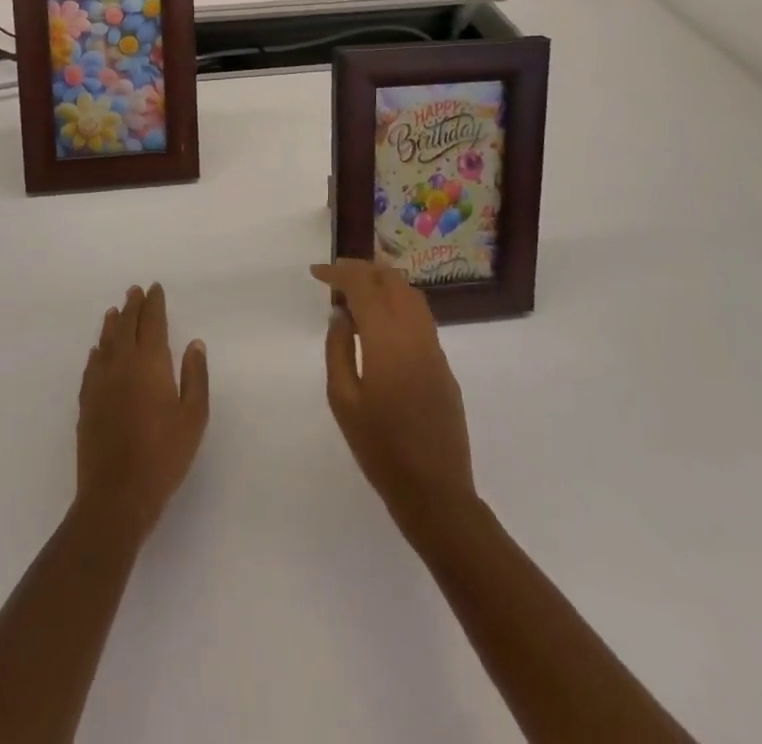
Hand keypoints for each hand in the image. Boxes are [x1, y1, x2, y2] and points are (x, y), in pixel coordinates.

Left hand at [76, 283, 208, 540]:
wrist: (116, 494)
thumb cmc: (163, 455)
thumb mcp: (193, 417)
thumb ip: (195, 377)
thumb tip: (194, 344)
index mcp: (150, 363)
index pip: (151, 322)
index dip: (154, 304)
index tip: (154, 288)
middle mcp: (122, 364)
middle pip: (126, 326)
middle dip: (132, 306)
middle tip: (135, 291)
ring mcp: (100, 383)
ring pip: (106, 343)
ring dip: (112, 324)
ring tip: (114, 312)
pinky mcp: (86, 403)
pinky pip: (91, 366)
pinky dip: (96, 352)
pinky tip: (97, 352)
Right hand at [311, 261, 475, 530]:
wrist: (435, 492)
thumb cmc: (379, 448)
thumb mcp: (343, 400)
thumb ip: (338, 349)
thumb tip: (341, 314)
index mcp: (387, 340)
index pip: (364, 286)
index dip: (339, 272)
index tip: (317, 272)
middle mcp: (415, 334)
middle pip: (392, 281)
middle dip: (363, 269)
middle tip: (336, 274)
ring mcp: (434, 348)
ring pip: (412, 294)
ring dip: (384, 280)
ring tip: (358, 285)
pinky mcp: (444, 365)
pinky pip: (421, 316)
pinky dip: (399, 301)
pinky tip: (382, 316)